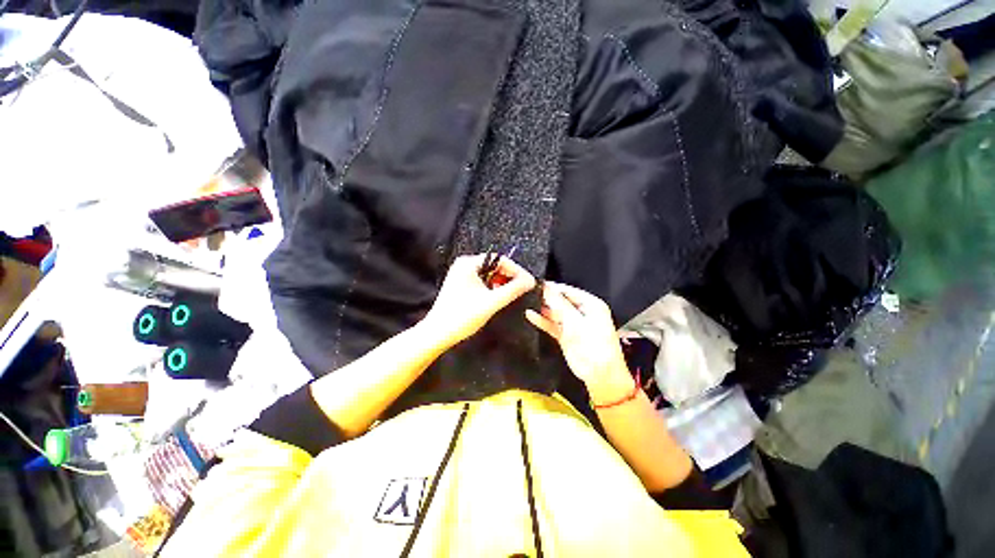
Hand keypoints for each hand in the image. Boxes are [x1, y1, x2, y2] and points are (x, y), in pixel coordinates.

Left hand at [422, 254, 535, 348]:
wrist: (437, 334)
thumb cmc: (462, 317)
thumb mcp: (492, 302)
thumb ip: (513, 290)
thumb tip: (530, 280)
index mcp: (468, 263)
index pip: (500, 260)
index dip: (517, 271)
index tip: (528, 282)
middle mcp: (464, 265)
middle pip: (495, 266)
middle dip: (509, 277)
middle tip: (521, 290)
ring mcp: (461, 275)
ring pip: (489, 275)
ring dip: (501, 283)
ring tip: (510, 295)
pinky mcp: (460, 285)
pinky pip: (482, 281)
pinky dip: (492, 288)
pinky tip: (497, 298)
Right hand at [525, 282, 631, 400]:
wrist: (600, 374)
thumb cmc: (595, 346)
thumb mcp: (576, 321)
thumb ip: (559, 304)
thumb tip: (546, 287)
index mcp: (591, 304)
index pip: (568, 291)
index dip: (553, 288)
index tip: (536, 284)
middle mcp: (582, 312)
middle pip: (560, 301)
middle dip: (546, 298)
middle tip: (529, 293)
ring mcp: (573, 324)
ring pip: (555, 312)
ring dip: (543, 309)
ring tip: (526, 302)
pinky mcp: (565, 335)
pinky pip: (552, 324)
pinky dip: (542, 321)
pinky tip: (530, 315)